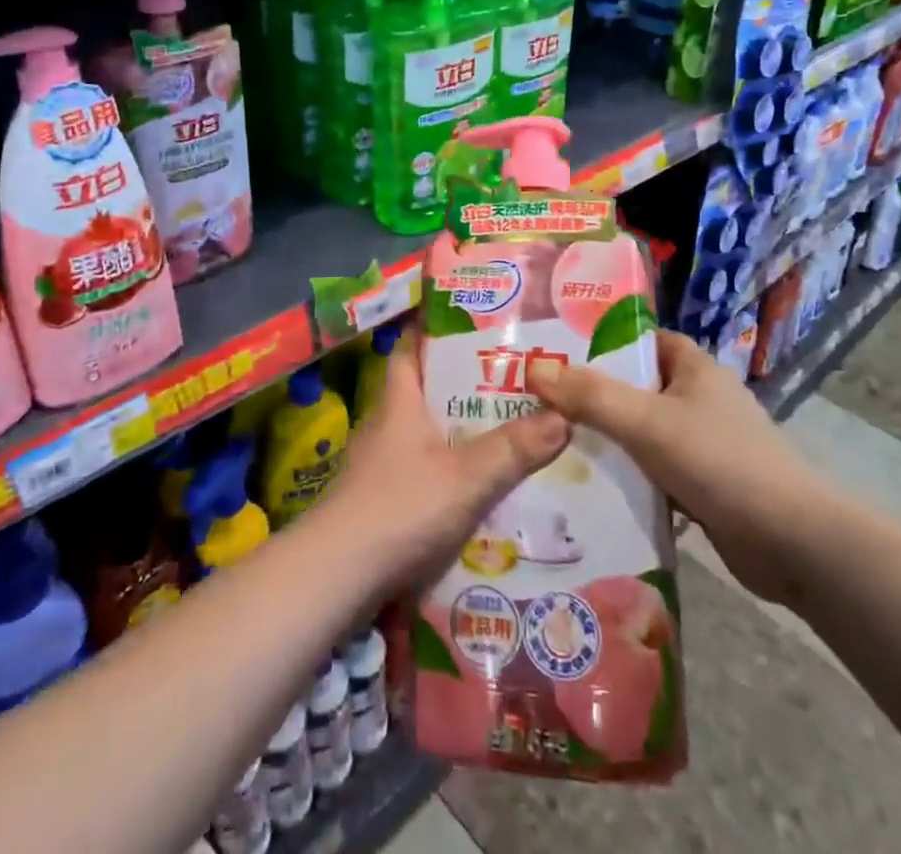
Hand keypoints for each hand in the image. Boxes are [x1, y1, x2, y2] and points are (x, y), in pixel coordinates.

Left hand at [322, 324, 568, 591]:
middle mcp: (387, 425)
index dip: (435, 331)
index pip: (412, 349)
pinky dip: (451, 475)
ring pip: (427, 436)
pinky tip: (482, 492)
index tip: (471, 322)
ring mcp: (380, 466)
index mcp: (399, 402)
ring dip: (461, 435)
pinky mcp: (381, 503)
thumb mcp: (465, 477)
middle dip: (465, 388)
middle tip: (515, 384)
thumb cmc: (399, 508)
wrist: (337, 577)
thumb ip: (513, 448)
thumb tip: (564, 414)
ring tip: (512, 436)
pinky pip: (424, 475)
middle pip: (426, 393)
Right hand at [527, 330, 838, 605]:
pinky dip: (628, 477)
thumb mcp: (646, 422)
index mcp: (694, 368)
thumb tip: (533, 369)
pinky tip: (589, 488)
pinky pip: (654, 471)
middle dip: (592, 395)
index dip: (600, 342)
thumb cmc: (720, 462)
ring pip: (642, 432)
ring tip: (551, 443)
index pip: (640, 340)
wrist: (794, 544)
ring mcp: (704, 444)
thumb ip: (590, 395)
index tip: (555, 352)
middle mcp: (700, 399)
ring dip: (607, 440)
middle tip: (539, 402)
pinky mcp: (705, 486)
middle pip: (635, 387)